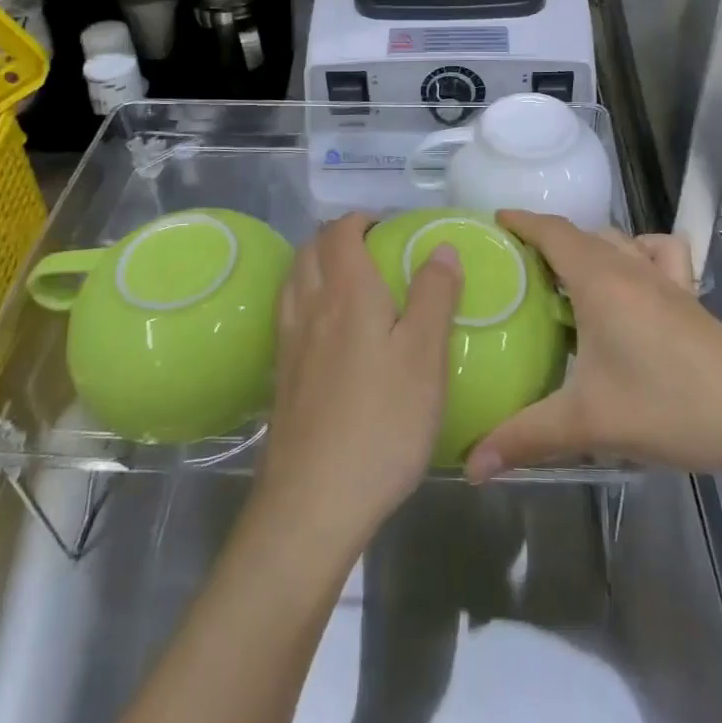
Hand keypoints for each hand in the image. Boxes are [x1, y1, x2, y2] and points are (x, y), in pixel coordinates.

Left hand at [256, 213, 463, 548]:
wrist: (313, 502)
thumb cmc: (382, 422)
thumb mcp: (425, 356)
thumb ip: (434, 295)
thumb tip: (441, 247)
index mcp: (346, 292)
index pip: (341, 233)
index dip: (360, 220)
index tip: (386, 227)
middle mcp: (310, 307)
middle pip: (310, 250)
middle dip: (335, 237)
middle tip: (369, 250)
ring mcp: (288, 344)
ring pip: (293, 280)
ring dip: (315, 264)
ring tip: (345, 281)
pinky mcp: (280, 378)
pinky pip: (287, 315)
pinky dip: (303, 299)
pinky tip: (324, 330)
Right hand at [467, 211, 721, 481]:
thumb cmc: (669, 406)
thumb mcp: (588, 423)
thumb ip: (524, 437)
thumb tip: (470, 465)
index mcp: (599, 280)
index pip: (553, 231)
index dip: (522, 221)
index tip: (494, 221)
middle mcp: (630, 267)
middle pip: (582, 234)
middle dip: (547, 239)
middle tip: (516, 265)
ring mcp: (665, 280)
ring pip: (618, 241)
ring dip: (588, 246)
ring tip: (565, 277)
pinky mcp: (689, 297)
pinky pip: (658, 254)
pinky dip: (638, 252)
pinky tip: (632, 281)